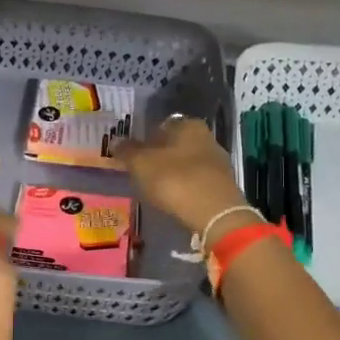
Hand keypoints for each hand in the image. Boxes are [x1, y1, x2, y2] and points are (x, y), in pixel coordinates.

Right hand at [116, 118, 254, 240]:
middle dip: (159, 156)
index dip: (145, 138)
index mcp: (188, 125)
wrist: (214, 214)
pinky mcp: (223, 185)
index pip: (161, 125)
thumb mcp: (141, 164)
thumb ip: (127, 151)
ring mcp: (218, 162)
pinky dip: (184, 187)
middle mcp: (207, 138)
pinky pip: (196, 181)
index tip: (133, 154)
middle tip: (141, 171)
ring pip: (187, 163)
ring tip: (155, 188)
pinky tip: (174, 199)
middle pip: (175, 144)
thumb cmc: (174, 179)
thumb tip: (116, 141)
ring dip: (172, 173)